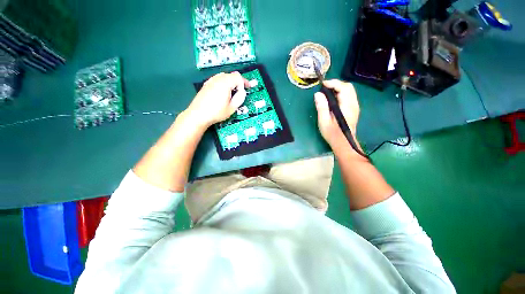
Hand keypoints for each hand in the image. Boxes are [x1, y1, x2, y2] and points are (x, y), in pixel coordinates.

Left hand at [185, 72, 249, 127]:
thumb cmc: (216, 113)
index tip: (248, 87)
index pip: (238, 77)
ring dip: (231, 82)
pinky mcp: (206, 84)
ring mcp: (211, 81)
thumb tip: (242, 92)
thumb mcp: (231, 108)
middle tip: (241, 91)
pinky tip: (223, 92)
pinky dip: (223, 83)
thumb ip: (239, 98)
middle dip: (238, 82)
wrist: (198, 114)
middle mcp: (217, 79)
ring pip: (224, 76)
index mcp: (225, 83)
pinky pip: (218, 79)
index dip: (245, 82)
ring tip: (233, 92)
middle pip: (231, 75)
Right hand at [314, 79, 359, 147]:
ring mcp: (355, 107)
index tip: (322, 84)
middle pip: (348, 87)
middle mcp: (353, 104)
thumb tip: (318, 94)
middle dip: (336, 84)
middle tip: (324, 88)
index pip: (343, 88)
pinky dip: (340, 93)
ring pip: (349, 90)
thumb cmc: (332, 134)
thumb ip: (322, 107)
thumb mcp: (324, 121)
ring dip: (338, 88)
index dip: (333, 83)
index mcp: (347, 107)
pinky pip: (349, 96)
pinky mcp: (353, 109)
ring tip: (327, 93)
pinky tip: (332, 99)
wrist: (344, 143)